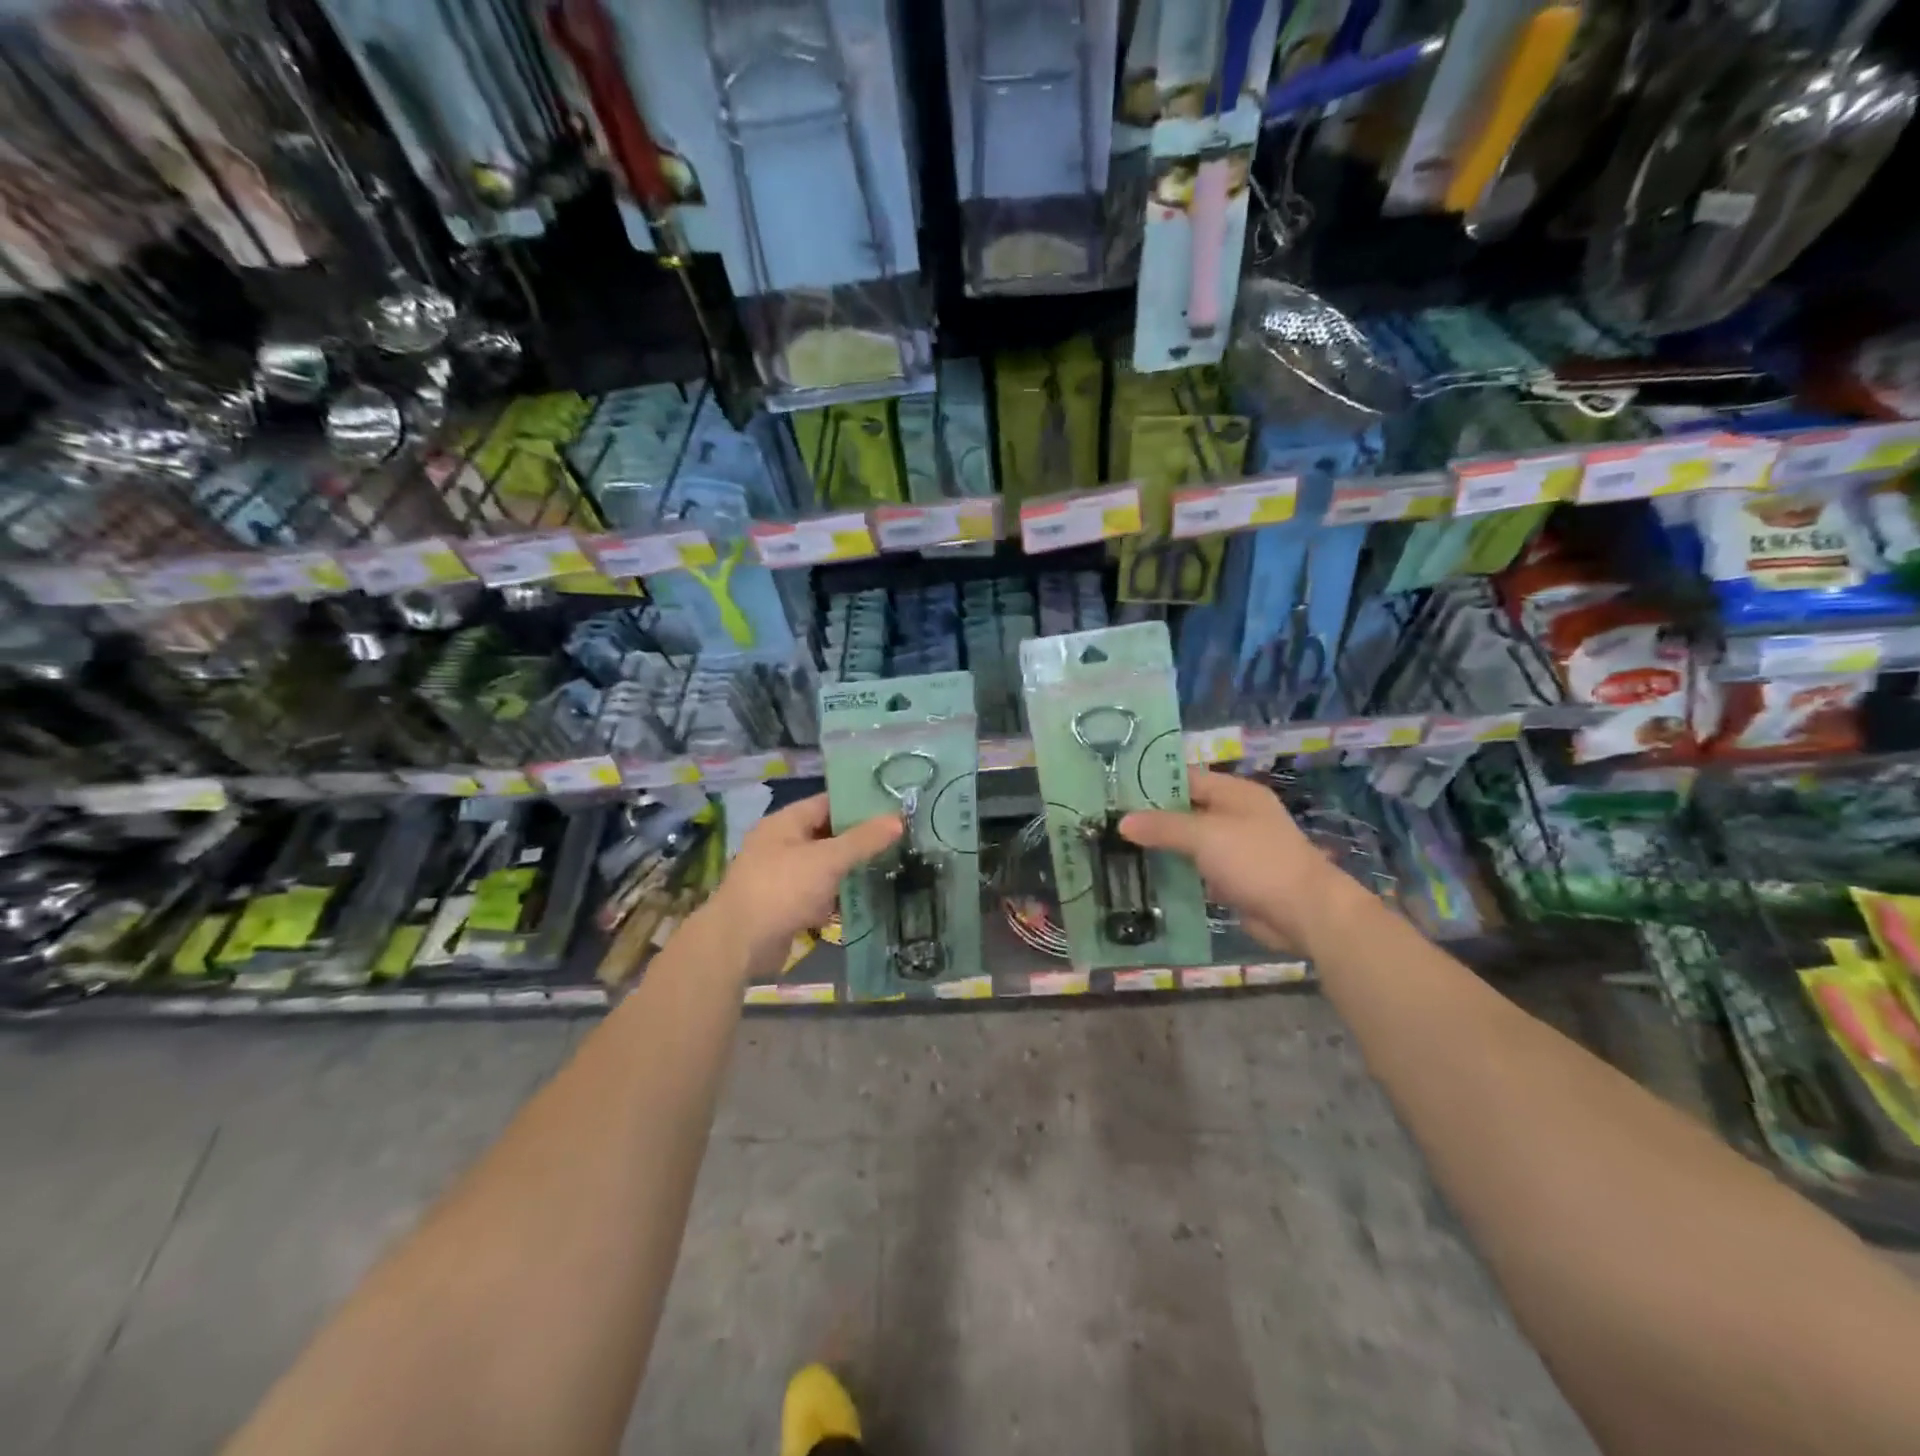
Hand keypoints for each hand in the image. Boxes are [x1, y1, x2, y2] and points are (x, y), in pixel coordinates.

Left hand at [703, 794, 902, 973]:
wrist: (738, 944)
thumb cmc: (782, 889)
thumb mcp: (827, 860)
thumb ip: (863, 840)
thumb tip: (899, 819)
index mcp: (785, 822)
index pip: (828, 802)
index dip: (859, 804)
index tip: (893, 808)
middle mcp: (781, 844)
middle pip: (827, 834)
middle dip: (859, 839)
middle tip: (899, 839)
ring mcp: (781, 876)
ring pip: (824, 866)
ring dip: (850, 870)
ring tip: (891, 867)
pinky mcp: (784, 905)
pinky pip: (817, 893)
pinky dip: (837, 896)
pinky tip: (865, 899)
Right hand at [1119, 769, 1363, 950]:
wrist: (1305, 913)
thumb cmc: (1256, 860)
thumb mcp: (1205, 836)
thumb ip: (1162, 827)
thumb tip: (1122, 822)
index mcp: (1235, 793)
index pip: (1186, 777)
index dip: (1152, 782)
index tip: (1115, 790)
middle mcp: (1236, 815)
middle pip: (1186, 810)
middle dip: (1151, 818)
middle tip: (1109, 821)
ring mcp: (1236, 848)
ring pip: (1189, 842)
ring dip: (1161, 847)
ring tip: (1118, 848)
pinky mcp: (1234, 879)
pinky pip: (1197, 870)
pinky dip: (1176, 873)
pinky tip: (1146, 876)